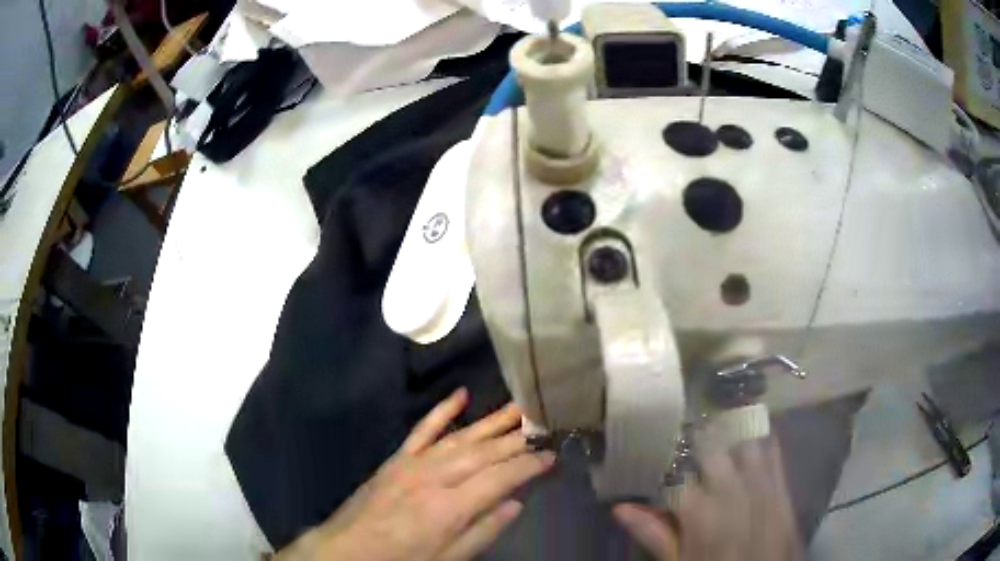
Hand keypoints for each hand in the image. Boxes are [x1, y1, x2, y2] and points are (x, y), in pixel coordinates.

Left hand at [276, 388, 554, 560]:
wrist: (348, 550)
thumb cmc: (402, 560)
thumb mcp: (448, 559)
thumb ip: (483, 531)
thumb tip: (516, 503)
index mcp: (450, 507)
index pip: (501, 478)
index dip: (529, 465)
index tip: (552, 456)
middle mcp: (434, 477)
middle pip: (484, 452)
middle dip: (517, 439)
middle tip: (544, 425)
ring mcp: (413, 464)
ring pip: (460, 437)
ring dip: (491, 421)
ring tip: (518, 408)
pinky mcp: (397, 459)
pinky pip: (422, 429)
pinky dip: (442, 410)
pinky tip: (460, 395)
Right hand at [614, 438, 801, 560]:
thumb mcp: (678, 560)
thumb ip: (654, 533)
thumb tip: (620, 508)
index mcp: (700, 513)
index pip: (675, 474)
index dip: (665, 456)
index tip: (658, 443)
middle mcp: (731, 492)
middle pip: (712, 450)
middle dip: (698, 436)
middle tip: (688, 426)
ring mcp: (760, 487)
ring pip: (744, 444)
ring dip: (731, 431)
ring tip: (720, 419)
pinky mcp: (782, 488)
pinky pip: (775, 454)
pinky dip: (764, 440)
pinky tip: (757, 429)